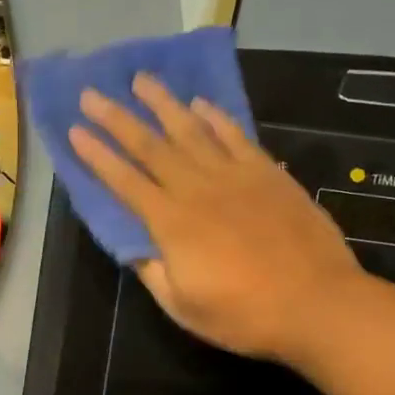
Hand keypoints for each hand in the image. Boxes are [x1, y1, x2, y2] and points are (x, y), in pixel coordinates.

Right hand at [69, 73, 360, 363]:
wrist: (319, 304)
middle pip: (150, 146)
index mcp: (171, 223)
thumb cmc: (244, 315)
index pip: (124, 181)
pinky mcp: (267, 173)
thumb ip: (153, 272)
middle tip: (92, 92)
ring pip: (191, 130)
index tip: (75, 130)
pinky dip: (215, 117)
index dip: (97, 156)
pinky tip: (200, 103)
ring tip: (141, 79)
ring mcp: (235, 176)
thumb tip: (133, 246)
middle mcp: (197, 189)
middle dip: (117, 118)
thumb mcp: (183, 307)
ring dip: (162, 103)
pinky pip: (235, 136)